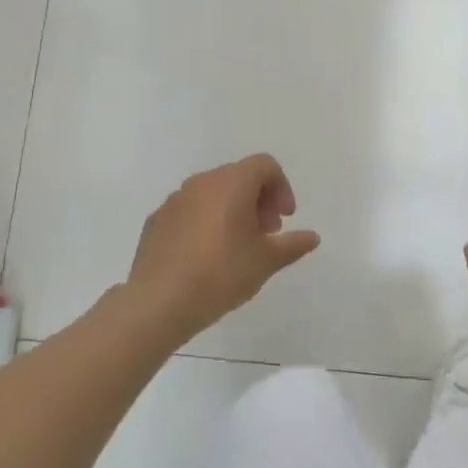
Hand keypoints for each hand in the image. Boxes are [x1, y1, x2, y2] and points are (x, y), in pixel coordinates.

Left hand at [128, 154, 320, 343]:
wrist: (159, 302)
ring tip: (238, 246)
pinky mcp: (156, 221)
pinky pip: (190, 211)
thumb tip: (311, 237)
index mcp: (231, 184)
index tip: (284, 219)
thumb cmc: (221, 274)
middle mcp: (201, 183)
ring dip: (232, 210)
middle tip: (266, 233)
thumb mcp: (266, 261)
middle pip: (238, 176)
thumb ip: (292, 244)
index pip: (264, 165)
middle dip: (258, 199)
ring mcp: (174, 201)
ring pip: (212, 193)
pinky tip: (207, 255)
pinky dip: (206, 222)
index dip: (281, 188)